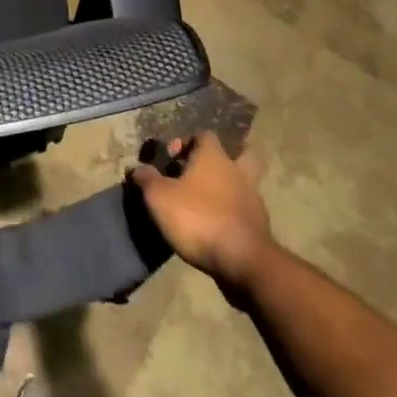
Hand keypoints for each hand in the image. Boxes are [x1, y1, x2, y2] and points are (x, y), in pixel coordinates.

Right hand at [131, 133, 274, 288]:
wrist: (243, 261)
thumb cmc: (198, 218)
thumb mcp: (159, 197)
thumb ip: (147, 179)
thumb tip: (137, 168)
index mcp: (214, 157)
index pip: (204, 135)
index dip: (187, 143)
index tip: (171, 159)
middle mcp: (237, 171)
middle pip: (236, 154)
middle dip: (219, 161)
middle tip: (198, 174)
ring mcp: (252, 198)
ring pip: (242, 183)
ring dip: (226, 188)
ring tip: (204, 203)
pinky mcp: (259, 225)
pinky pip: (244, 210)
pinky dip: (231, 213)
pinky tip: (215, 226)